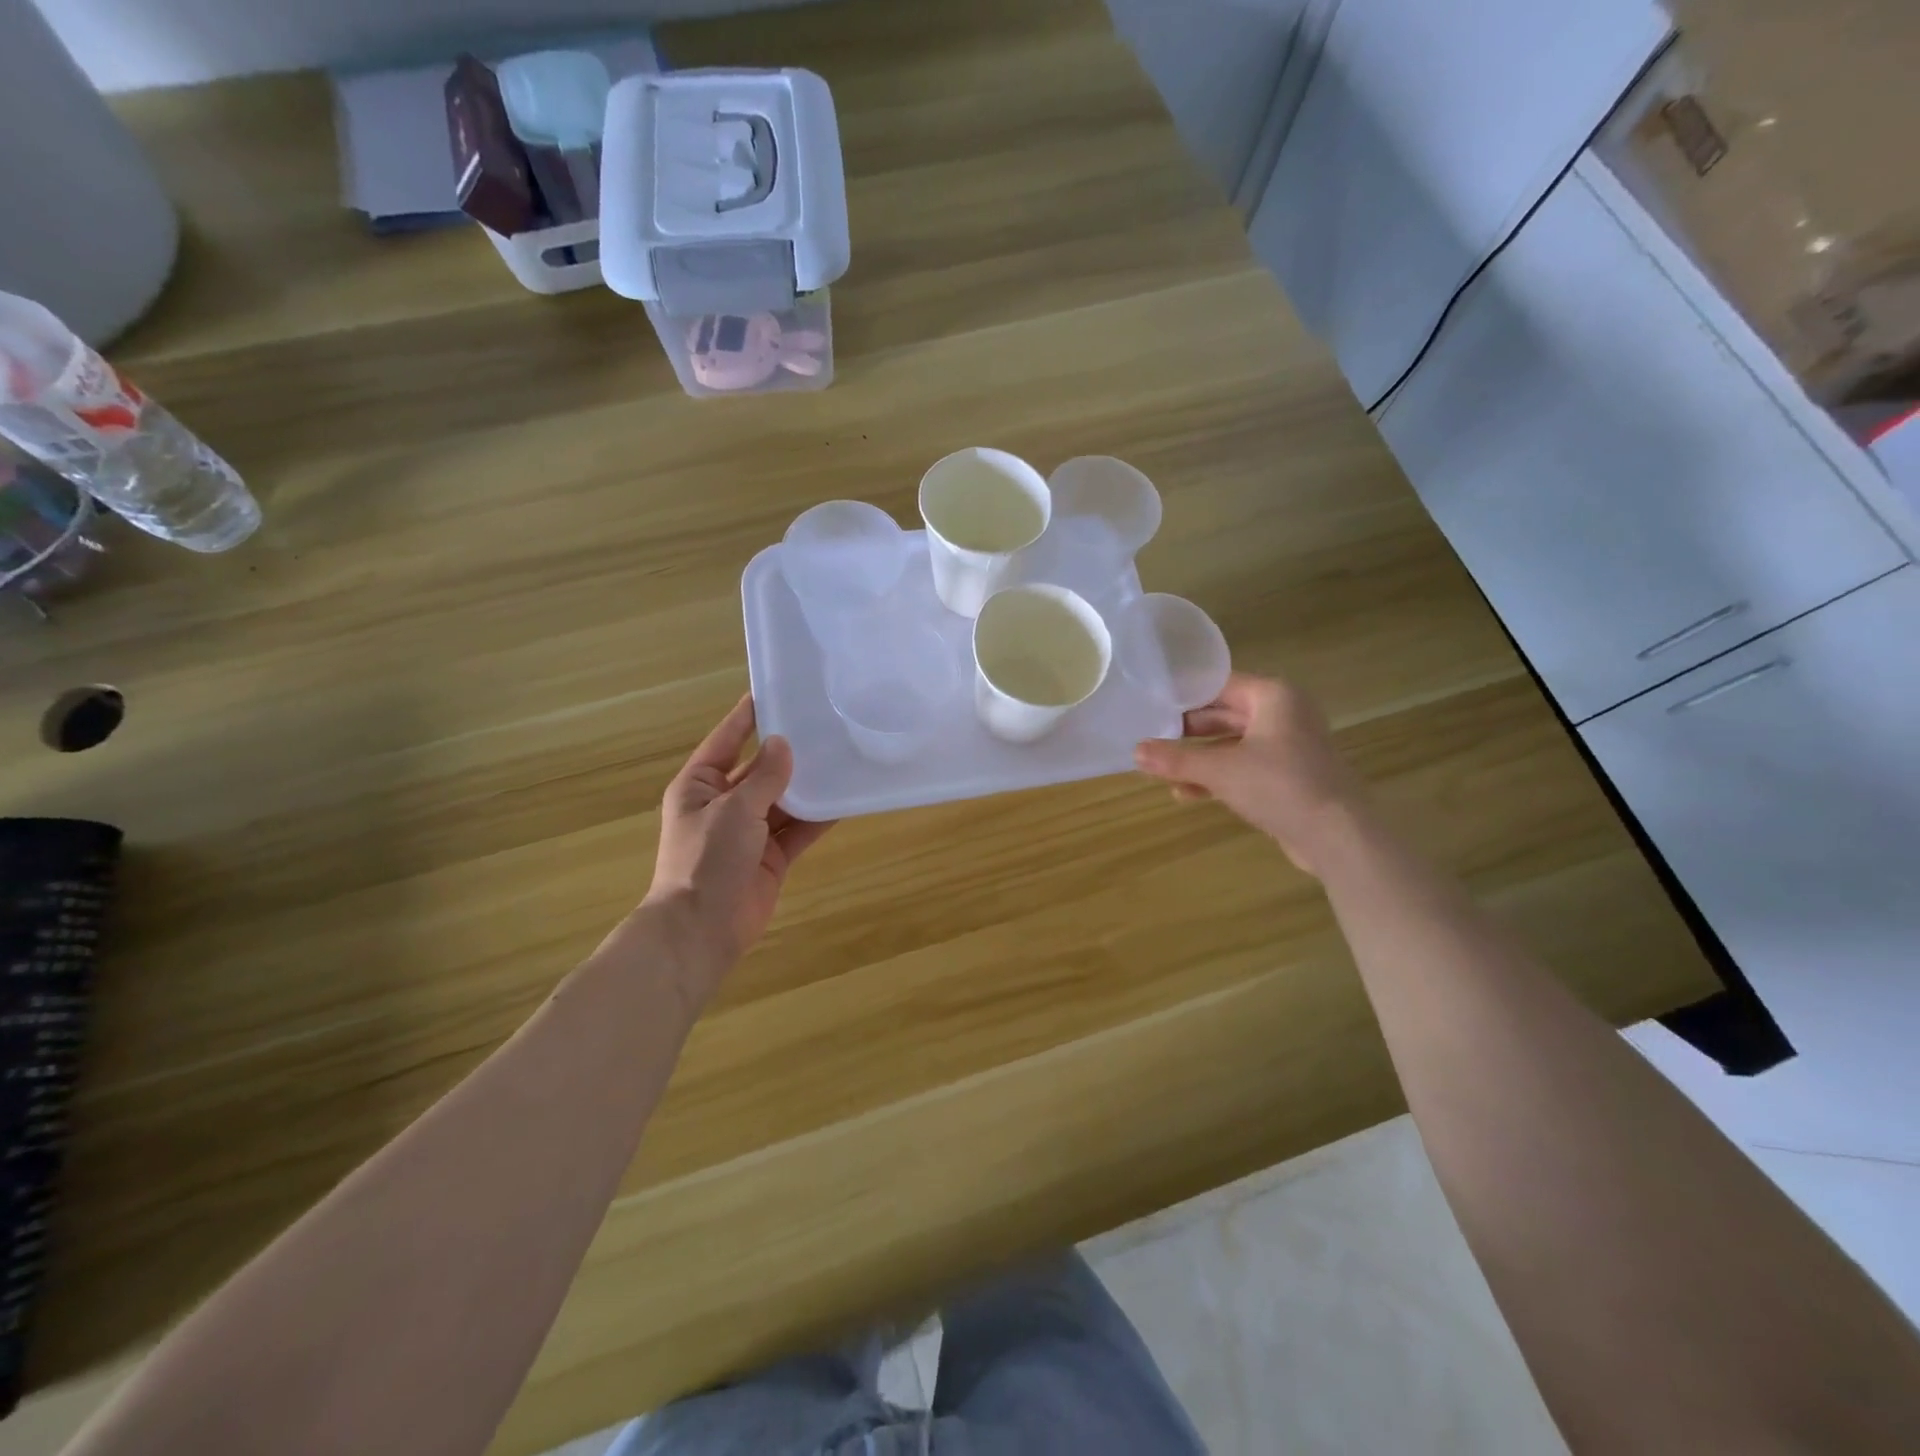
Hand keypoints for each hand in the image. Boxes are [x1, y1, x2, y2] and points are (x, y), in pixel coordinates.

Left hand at [645, 695, 833, 978]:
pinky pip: (798, 829)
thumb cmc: (707, 859)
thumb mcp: (734, 809)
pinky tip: (845, 799)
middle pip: (761, 769)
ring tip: (842, 756)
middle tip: (824, 724)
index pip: (728, 739)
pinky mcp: (772, 856)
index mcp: (700, 785)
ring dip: (808, 784)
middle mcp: (724, 803)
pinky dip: (818, 816)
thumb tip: (784, 744)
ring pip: (784, 799)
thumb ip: (764, 777)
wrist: (702, 929)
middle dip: (789, 751)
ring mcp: (749, 832)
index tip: (777, 691)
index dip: (750, 716)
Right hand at [1134, 673, 1367, 876]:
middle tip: (1152, 737)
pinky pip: (1246, 767)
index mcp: (1273, 696)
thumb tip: (1135, 751)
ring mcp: (1289, 747)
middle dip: (1188, 731)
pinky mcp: (1289, 776)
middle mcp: (1284, 714)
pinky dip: (1219, 776)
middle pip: (1224, 714)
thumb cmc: (1279, 785)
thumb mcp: (1219, 770)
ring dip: (1199, 758)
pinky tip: (1187, 793)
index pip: (1219, 685)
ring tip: (1161, 769)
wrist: (1338, 836)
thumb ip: (1176, 759)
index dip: (1184, 695)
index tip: (1151, 705)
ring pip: (1233, 744)